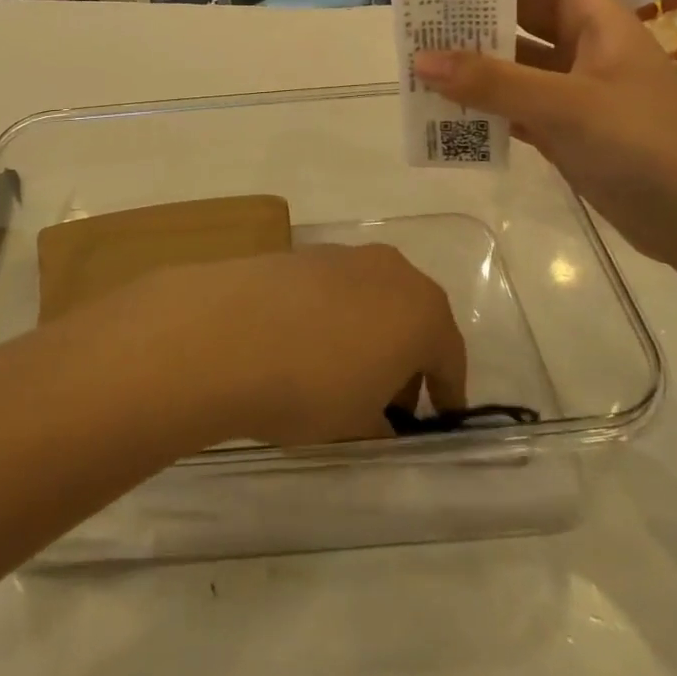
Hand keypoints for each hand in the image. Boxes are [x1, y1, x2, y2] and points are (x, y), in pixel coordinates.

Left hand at [84, 244, 467, 445]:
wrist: (227, 334)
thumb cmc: (311, 386)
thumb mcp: (358, 423)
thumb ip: (380, 422)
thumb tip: (379, 421)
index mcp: (423, 311)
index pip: (450, 357)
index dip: (446, 393)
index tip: (441, 419)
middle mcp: (391, 271)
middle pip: (412, 319)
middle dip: (406, 360)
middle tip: (388, 403)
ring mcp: (343, 255)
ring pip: (371, 299)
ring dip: (368, 333)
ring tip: (340, 373)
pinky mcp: (301, 252)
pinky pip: (333, 289)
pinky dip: (332, 316)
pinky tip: (304, 344)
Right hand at [414, 0, 676, 266]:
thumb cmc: (645, 144)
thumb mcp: (567, 106)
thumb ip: (493, 83)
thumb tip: (420, 60)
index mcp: (597, 22)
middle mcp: (585, 49)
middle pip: (524, 14)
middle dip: (476, 10)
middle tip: (419, 11)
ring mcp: (575, 92)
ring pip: (515, 64)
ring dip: (474, 63)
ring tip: (419, 60)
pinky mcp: (567, 131)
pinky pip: (516, 108)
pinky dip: (485, 107)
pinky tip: (445, 111)